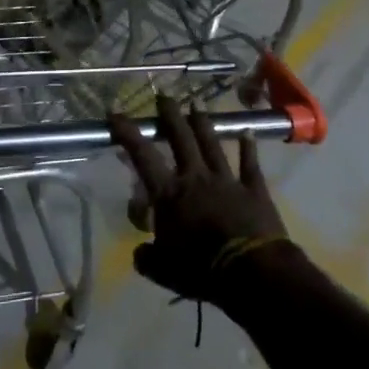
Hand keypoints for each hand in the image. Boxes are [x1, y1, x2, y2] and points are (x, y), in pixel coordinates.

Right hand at [111, 96, 290, 304]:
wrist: (251, 272)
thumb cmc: (200, 269)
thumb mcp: (163, 270)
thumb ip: (148, 257)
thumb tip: (140, 252)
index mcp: (169, 194)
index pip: (142, 156)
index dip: (127, 134)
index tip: (115, 113)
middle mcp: (195, 177)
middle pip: (181, 139)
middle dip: (170, 116)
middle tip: (164, 97)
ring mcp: (226, 180)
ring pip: (212, 144)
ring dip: (203, 124)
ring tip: (197, 106)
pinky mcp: (253, 190)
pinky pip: (250, 164)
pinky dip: (249, 148)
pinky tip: (249, 131)